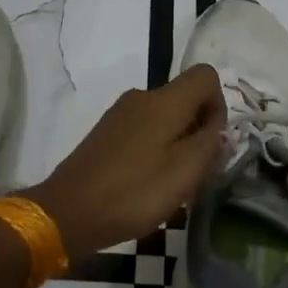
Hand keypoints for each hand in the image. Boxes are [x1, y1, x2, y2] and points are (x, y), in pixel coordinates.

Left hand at [23, 64, 225, 254]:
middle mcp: (141, 97)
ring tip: (171, 183)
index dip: (219, 104)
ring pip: (165, 117)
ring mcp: (119, 114)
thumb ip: (210, 144)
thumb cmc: (133, 192)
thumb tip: (216, 128)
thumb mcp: (185, 173)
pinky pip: (144, 130)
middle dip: (198, 129)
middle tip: (196, 171)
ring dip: (178, 143)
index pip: (205, 75)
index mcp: (164, 101)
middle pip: (185, 98)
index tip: (212, 141)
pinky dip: (156, 150)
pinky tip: (147, 183)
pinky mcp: (106, 133)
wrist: (68, 212)